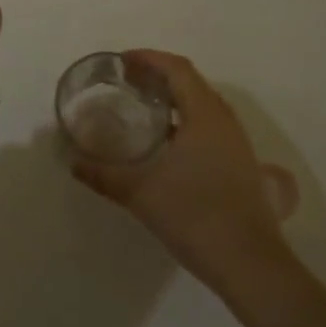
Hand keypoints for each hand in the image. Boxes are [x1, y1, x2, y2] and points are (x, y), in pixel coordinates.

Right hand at [71, 50, 298, 295]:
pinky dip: (186, 119)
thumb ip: (103, 175)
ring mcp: (237, 144)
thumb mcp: (140, 193)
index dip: (148, 58)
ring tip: (144, 106)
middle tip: (127, 82)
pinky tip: (167, 143)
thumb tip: (73, 163)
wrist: (251, 267)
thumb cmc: (195, 217)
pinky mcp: (241, 166)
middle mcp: (225, 121)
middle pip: (191, 82)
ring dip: (174, 97)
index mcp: (204, 115)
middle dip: (158, 75)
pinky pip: (210, 125)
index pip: (177, 69)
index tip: (122, 62)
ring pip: (203, 104)